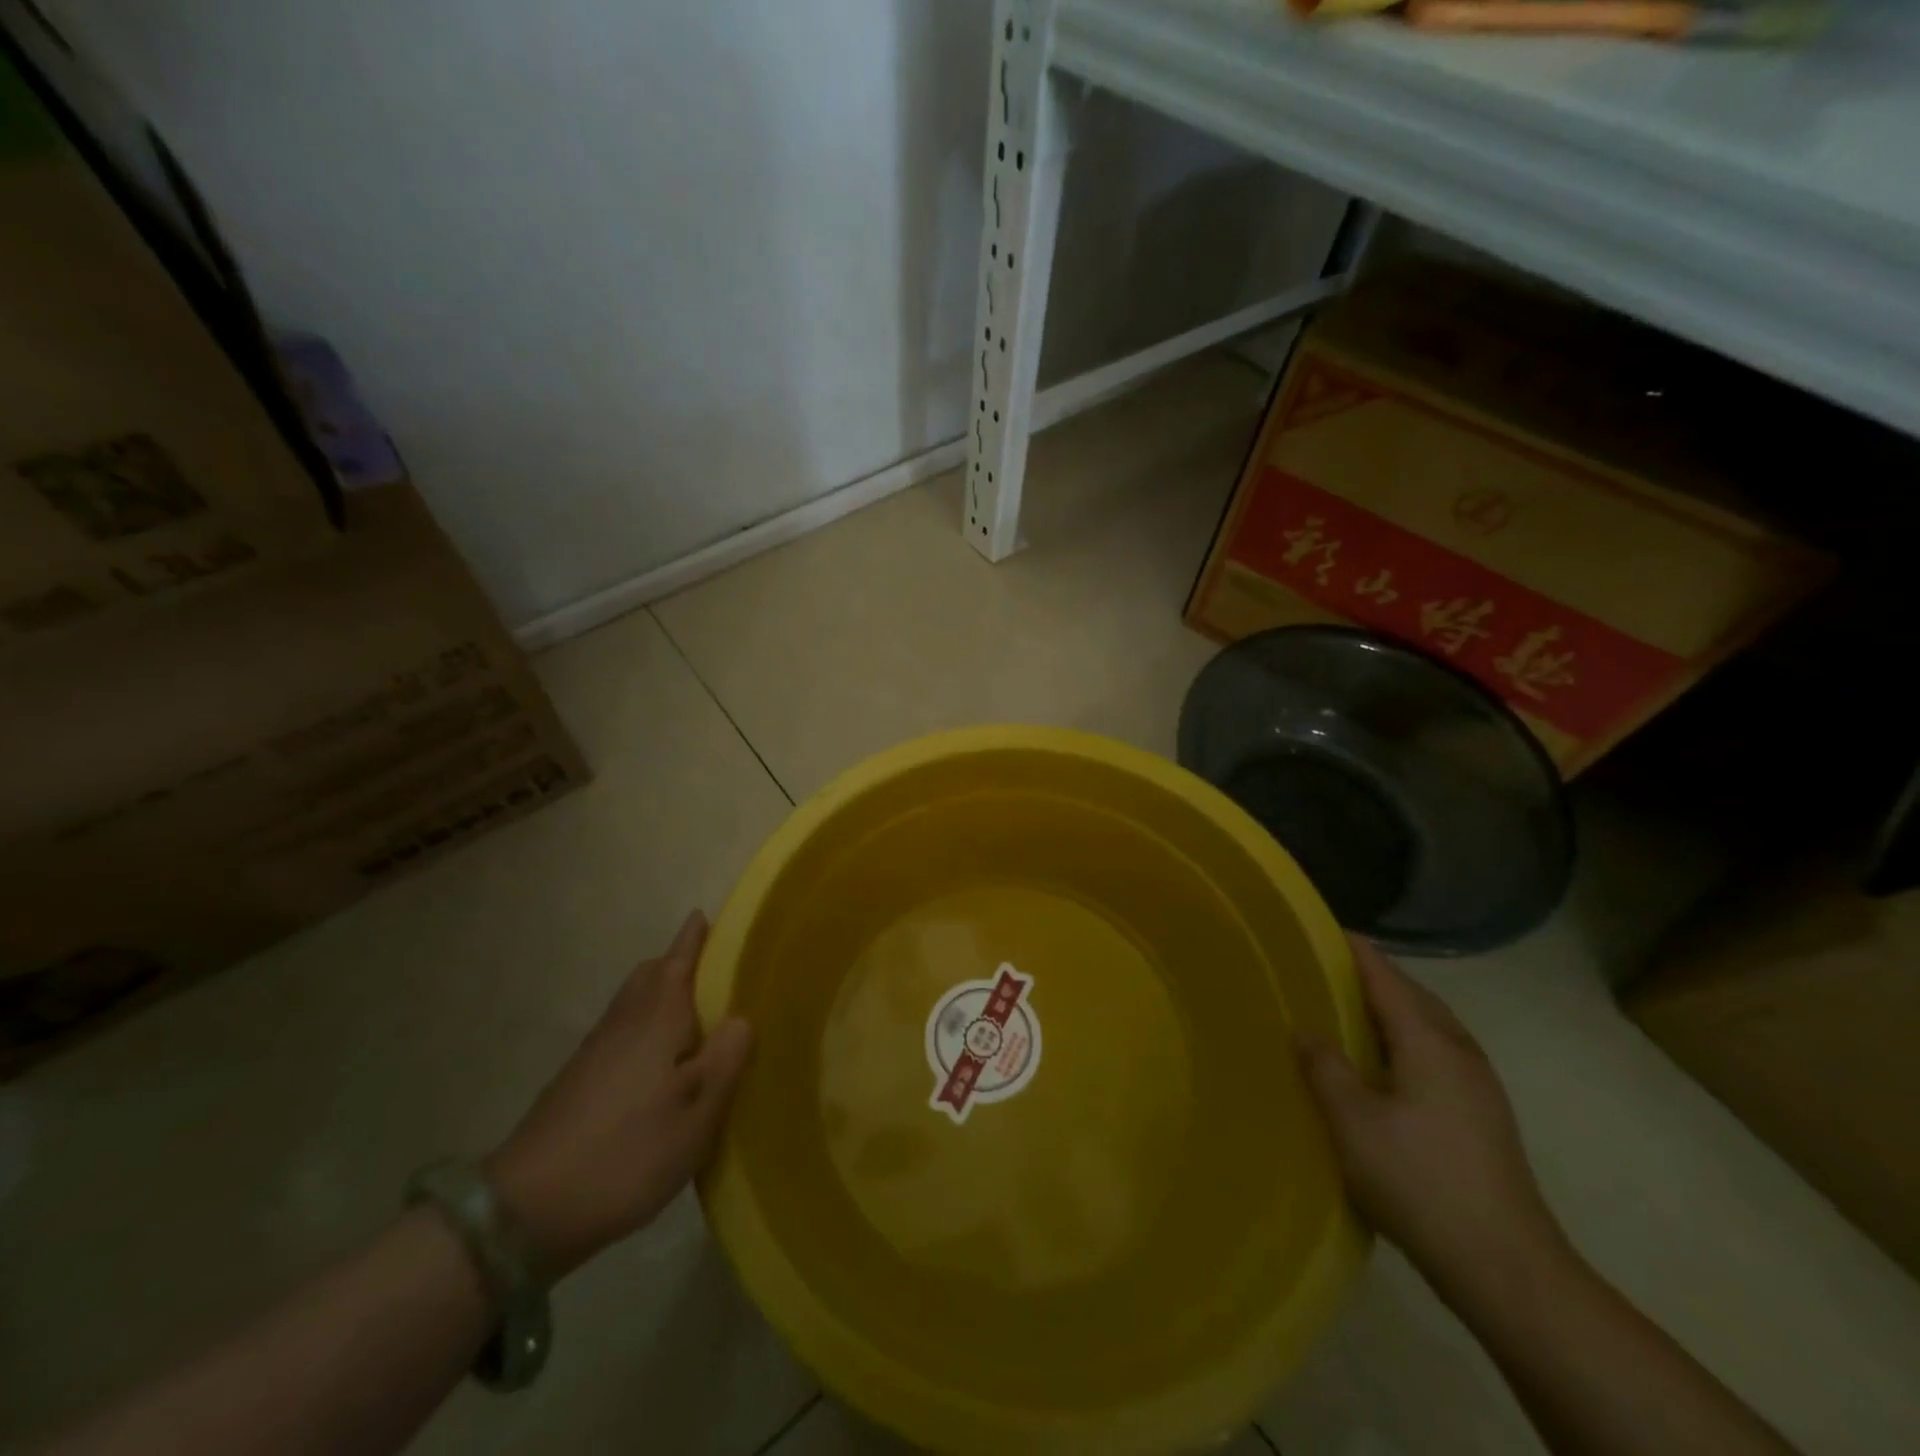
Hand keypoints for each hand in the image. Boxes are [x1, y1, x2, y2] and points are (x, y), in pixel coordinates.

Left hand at [484, 912, 751, 1277]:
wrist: (526, 1210)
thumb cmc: (628, 1152)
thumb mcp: (697, 1114)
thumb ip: (726, 1059)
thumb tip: (741, 1017)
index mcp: (657, 1020)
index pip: (677, 963)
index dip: (693, 939)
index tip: (703, 915)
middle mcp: (624, 1024)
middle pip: (648, 976)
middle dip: (674, 962)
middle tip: (706, 964)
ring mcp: (594, 1052)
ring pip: (630, 1003)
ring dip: (657, 992)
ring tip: (688, 1011)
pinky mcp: (577, 1081)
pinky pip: (618, 1031)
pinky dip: (641, 1024)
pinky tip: (654, 1060)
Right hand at [1298, 936, 1568, 1308]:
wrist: (1507, 1267)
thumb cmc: (1420, 1181)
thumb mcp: (1353, 1122)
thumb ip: (1325, 1067)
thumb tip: (1306, 1031)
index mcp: (1429, 1041)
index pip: (1386, 977)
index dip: (1354, 950)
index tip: (1321, 929)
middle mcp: (1459, 1051)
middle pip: (1413, 995)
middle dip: (1372, 976)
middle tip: (1324, 969)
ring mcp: (1478, 1084)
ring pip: (1428, 1025)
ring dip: (1391, 1008)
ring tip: (1346, 1009)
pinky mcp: (1483, 1115)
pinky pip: (1436, 1052)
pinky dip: (1404, 1038)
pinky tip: (1382, 1063)